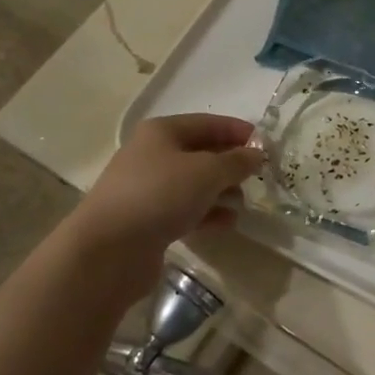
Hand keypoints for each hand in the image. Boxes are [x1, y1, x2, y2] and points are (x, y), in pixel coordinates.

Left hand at [72, 114, 263, 283]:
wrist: (107, 251)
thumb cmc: (159, 195)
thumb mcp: (206, 172)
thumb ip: (236, 162)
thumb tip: (256, 155)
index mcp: (162, 132)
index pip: (208, 123)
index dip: (238, 131)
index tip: (266, 146)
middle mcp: (153, 155)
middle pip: (201, 153)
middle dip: (231, 164)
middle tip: (258, 177)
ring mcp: (148, 189)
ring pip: (194, 184)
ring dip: (221, 191)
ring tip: (243, 204)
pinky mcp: (148, 220)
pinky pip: (186, 210)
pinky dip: (207, 213)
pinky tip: (227, 224)